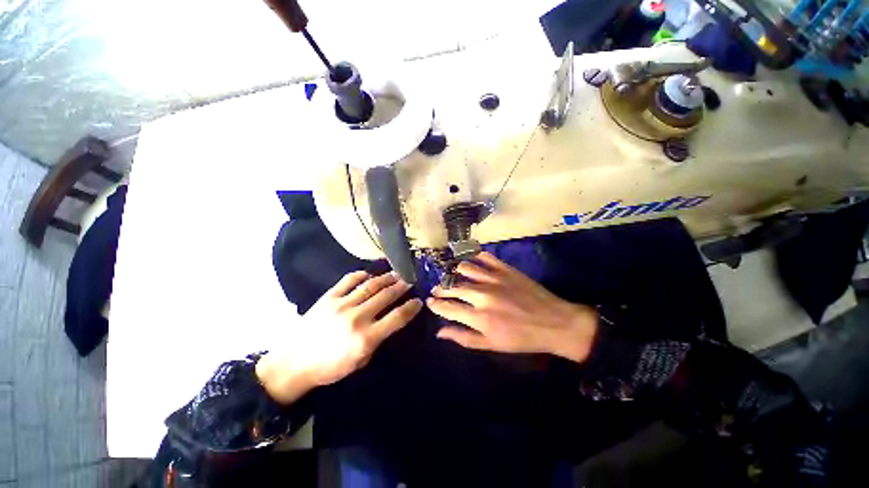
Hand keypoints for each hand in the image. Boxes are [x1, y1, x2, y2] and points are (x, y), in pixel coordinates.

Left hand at [257, 271, 422, 403]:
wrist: (293, 363)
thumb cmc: (330, 367)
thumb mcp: (360, 361)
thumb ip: (378, 339)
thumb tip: (391, 321)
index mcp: (366, 338)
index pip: (397, 317)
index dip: (411, 308)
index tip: (418, 301)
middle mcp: (357, 317)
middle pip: (386, 296)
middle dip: (401, 287)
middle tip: (410, 281)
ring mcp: (342, 304)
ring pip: (370, 286)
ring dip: (386, 278)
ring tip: (396, 274)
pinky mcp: (328, 297)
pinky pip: (348, 280)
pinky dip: (361, 275)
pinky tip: (369, 274)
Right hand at [427, 252, 597, 362]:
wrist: (554, 323)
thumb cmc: (521, 338)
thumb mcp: (491, 345)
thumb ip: (463, 338)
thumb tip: (440, 332)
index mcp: (479, 318)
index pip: (448, 308)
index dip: (435, 304)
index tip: (430, 301)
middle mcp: (482, 295)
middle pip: (453, 287)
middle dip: (441, 288)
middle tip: (439, 289)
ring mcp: (494, 279)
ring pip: (465, 268)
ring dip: (456, 272)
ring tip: (455, 275)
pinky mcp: (505, 269)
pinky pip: (484, 257)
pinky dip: (475, 258)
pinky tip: (474, 262)